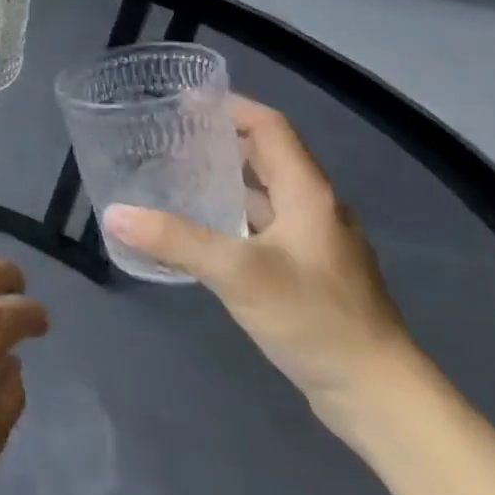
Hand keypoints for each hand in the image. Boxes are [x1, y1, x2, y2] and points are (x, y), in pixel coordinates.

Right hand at [105, 97, 418, 431]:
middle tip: (169, 135)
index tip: (186, 98)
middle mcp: (315, 210)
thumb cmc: (315, 319)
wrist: (379, 396)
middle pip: (266, 157)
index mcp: (308, 194)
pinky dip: (230, 216)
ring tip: (174, 176)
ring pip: (263, 195)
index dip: (231, 107)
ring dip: (223, 179)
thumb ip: (175, 240)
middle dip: (220, 139)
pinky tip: (199, 232)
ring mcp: (314, 244)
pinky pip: (262, 226)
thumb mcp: (238, 273)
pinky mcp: (307, 274)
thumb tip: (115, 213)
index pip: (270, 129)